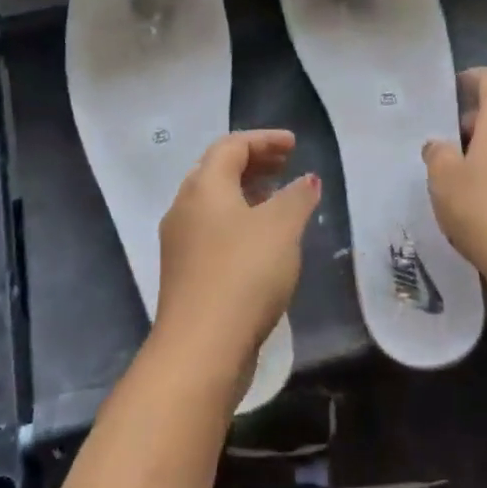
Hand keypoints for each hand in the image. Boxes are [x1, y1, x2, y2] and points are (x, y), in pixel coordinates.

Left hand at [151, 130, 319, 385]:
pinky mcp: (184, 272)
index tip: (294, 145)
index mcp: (204, 186)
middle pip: (217, 170)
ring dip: (246, 193)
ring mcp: (180, 242)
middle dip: (253, 163)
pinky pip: (212, 230)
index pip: (231, 145)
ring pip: (214, 203)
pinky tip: (262, 240)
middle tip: (286, 165)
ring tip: (278, 199)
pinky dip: (238, 221)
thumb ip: (297, 197)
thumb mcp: (281, 228)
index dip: (264, 140)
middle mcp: (184, 207)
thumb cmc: (244, 273)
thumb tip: (306, 179)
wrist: (201, 348)